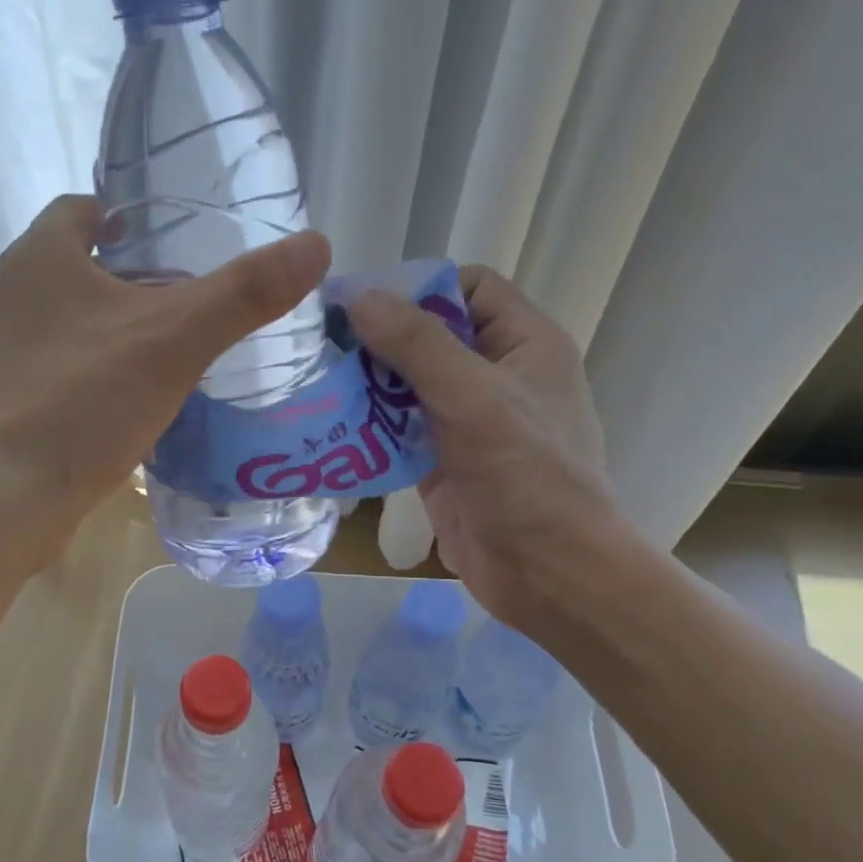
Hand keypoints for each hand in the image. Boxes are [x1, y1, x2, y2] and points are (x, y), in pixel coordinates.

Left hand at [0, 195, 330, 565]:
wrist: (0, 502)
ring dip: (120, 330)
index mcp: (40, 259)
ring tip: (179, 351)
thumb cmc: (81, 403)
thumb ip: (244, 293)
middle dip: (137, 277)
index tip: (182, 239)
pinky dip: (102, 375)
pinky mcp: (10, 404)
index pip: (86, 208)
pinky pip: (66, 371)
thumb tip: (316, 244)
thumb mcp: (174, 340)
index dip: (133, 215)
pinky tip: (140, 403)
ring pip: (75, 324)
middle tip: (197, 299)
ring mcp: (5, 354)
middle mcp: (13, 297)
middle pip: (84, 267)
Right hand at [348, 266, 621, 629]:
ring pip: (409, 385)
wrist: (547, 573)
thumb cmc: (525, 474)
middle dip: (380, 340)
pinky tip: (329, 426)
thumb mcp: (472, 396)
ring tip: (316, 382)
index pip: (470, 288)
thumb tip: (359, 295)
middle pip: (431, 336)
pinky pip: (399, 430)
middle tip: (322, 344)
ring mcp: (468, 422)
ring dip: (367, 385)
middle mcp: (496, 376)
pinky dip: (368, 427)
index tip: (364, 304)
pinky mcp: (442, 462)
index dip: (420, 289)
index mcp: (524, 344)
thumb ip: (416, 343)